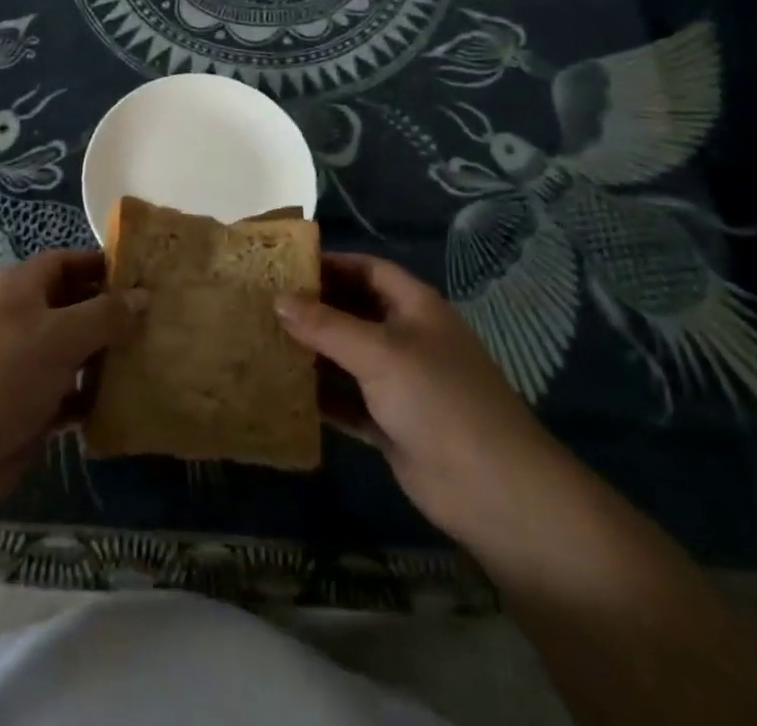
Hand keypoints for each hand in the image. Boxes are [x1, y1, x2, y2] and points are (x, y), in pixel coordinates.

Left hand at [0, 249, 146, 515]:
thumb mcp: (61, 335)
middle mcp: (22, 318)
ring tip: (152, 358)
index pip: (69, 261)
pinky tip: (126, 402)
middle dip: (113, 313)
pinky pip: (69, 393)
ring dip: (107, 357)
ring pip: (75, 351)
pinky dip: (93, 396)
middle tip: (159, 320)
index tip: (145, 275)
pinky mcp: (27, 406)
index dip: (104, 265)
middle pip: (75, 305)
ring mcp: (23, 363)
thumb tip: (144, 295)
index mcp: (22, 287)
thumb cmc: (4, 374)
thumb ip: (106, 314)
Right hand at [275, 252, 563, 549]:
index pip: (366, 270)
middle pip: (353, 312)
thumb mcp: (379, 353)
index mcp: (413, 307)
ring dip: (312, 354)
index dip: (329, 264)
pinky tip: (283, 393)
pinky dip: (321, 397)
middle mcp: (406, 338)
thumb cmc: (438, 400)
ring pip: (346, 358)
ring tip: (262, 343)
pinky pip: (348, 401)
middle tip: (262, 305)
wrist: (494, 491)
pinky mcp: (391, 424)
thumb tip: (278, 299)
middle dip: (313, 309)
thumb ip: (326, 325)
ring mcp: (399, 383)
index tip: (283, 267)